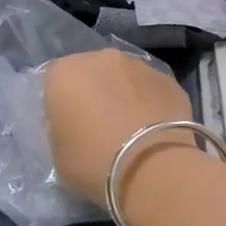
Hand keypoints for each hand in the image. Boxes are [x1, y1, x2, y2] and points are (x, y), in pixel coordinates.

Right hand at [43, 49, 194, 205]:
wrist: (152, 167)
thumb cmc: (93, 162)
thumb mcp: (57, 153)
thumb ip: (60, 127)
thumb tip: (73, 122)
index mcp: (66, 73)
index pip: (55, 80)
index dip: (61, 103)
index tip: (68, 126)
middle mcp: (102, 58)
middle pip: (92, 72)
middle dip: (94, 92)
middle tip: (99, 126)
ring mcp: (140, 65)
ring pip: (125, 78)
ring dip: (124, 95)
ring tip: (130, 129)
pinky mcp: (169, 79)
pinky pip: (151, 90)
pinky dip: (149, 104)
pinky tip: (153, 131)